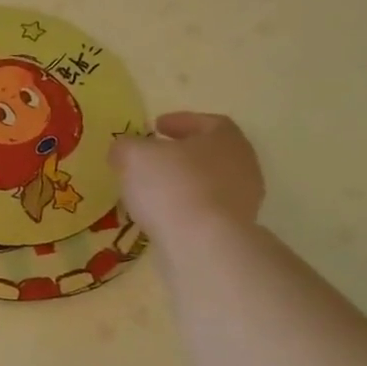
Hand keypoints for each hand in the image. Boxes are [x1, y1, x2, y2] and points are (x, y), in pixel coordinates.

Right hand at [109, 112, 264, 247]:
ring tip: (153, 190)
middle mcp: (242, 164)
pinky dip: (185, 207)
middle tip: (154, 157)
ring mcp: (243, 199)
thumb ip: (126, 147)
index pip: (206, 122)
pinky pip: (205, 209)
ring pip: (208, 182)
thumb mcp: (134, 156)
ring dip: (183, 183)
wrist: (203, 243)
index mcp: (225, 137)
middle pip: (209, 152)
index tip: (156, 126)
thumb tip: (123, 149)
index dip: (179, 122)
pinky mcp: (234, 228)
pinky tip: (163, 214)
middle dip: (182, 153)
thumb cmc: (171, 186)